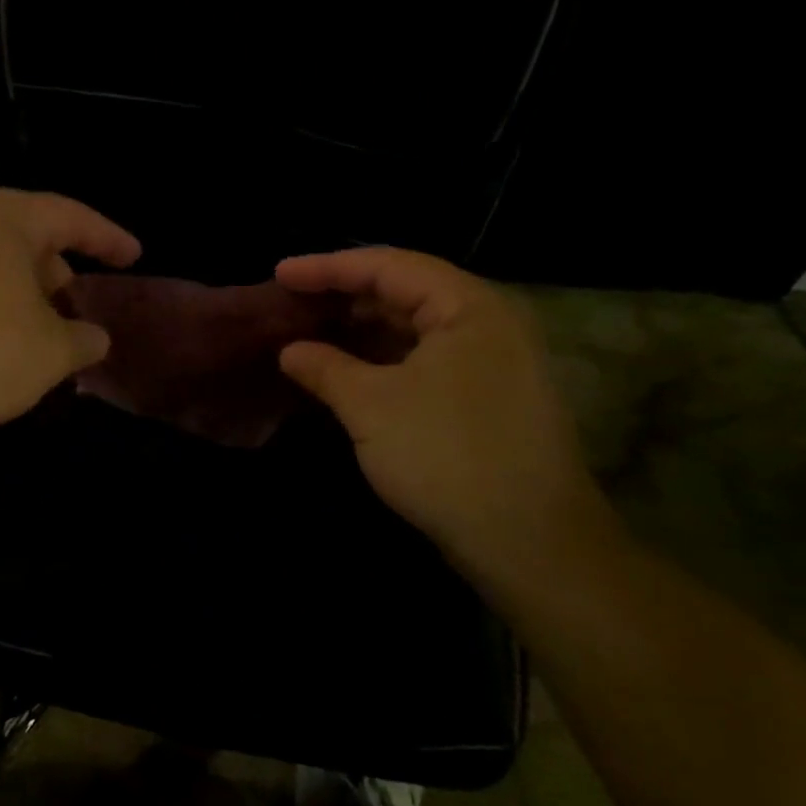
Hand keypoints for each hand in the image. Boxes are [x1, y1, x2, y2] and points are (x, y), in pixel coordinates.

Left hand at [0, 187, 140, 438]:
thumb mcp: (52, 351)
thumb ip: (84, 338)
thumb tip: (94, 337)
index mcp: (4, 216)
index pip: (71, 217)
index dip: (108, 239)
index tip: (133, 257)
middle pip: (28, 235)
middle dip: (60, 268)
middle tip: (82, 301)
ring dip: (25, 291)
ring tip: (46, 328)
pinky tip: (3, 339)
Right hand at [274, 248, 616, 579]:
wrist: (527, 540)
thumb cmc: (445, 456)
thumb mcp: (370, 406)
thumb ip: (325, 368)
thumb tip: (290, 350)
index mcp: (468, 306)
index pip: (388, 266)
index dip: (327, 267)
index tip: (278, 274)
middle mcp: (487, 322)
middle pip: (405, 291)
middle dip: (344, 296)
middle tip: (290, 304)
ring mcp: (492, 362)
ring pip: (414, 329)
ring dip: (361, 330)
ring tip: (309, 334)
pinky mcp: (486, 397)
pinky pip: (425, 360)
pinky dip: (383, 360)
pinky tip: (347, 371)